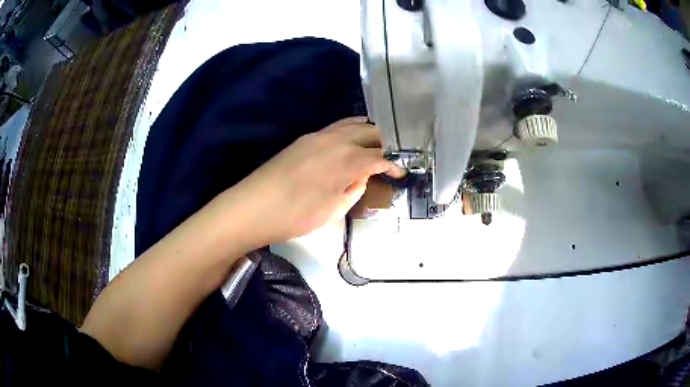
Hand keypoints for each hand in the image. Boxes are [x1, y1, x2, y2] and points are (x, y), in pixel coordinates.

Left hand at [232, 117, 404, 244]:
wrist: (252, 207)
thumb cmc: (295, 216)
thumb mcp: (332, 211)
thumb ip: (353, 190)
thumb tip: (362, 176)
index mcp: (347, 161)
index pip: (379, 157)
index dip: (393, 165)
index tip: (400, 173)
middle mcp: (336, 141)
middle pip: (369, 132)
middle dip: (385, 143)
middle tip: (390, 157)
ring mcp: (318, 136)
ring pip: (352, 124)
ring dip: (368, 132)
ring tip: (375, 144)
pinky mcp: (305, 138)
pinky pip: (336, 127)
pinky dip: (350, 130)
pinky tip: (350, 140)